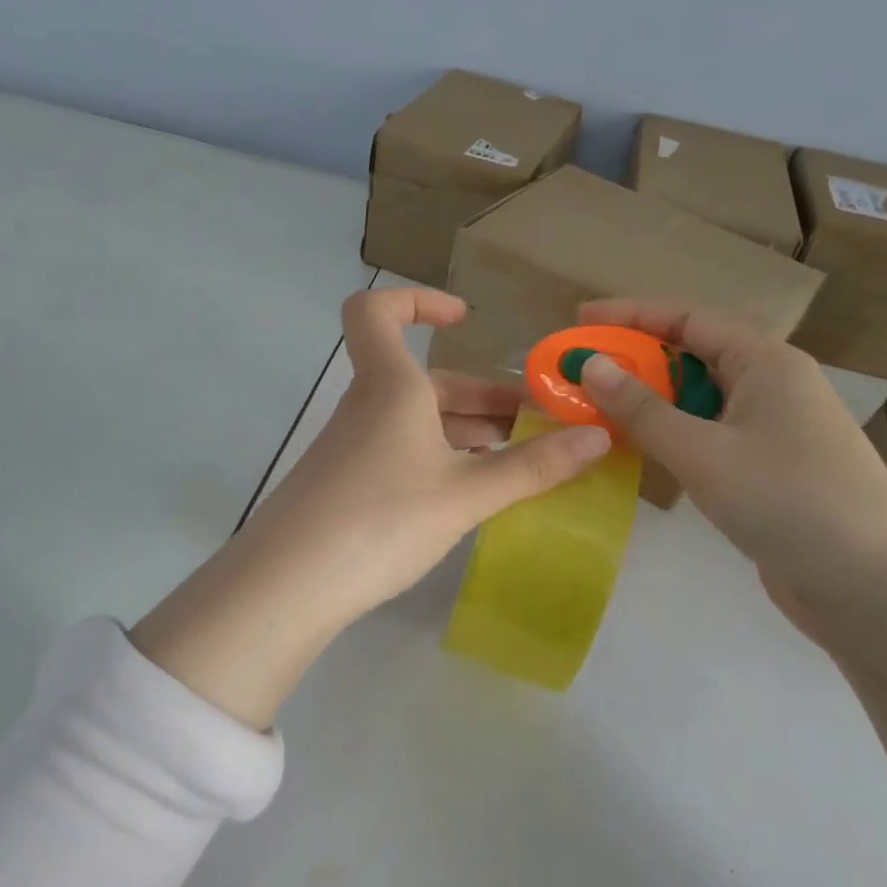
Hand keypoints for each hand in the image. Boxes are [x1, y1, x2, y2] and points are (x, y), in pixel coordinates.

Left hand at [245, 287, 612, 619]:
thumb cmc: (381, 520)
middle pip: (425, 381)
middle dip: (485, 396)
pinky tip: (473, 494)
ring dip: (469, 432)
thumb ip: (532, 467)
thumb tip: (599, 436)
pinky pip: (403, 454)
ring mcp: (353, 448)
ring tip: (522, 461)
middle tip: (540, 425)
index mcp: (390, 387)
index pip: (377, 311)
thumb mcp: (465, 495)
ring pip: (417, 422)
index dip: (418, 301)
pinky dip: (442, 460)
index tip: (465, 321)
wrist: (288, 585)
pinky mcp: (347, 485)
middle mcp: (368, 407)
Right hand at [574, 300, 886, 617]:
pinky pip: (711, 436)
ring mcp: (775, 429)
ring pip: (701, 400)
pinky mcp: (772, 469)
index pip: (688, 319)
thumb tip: (591, 365)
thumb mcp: (702, 451)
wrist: (872, 583)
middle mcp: (773, 385)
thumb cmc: (787, 500)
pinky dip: (673, 436)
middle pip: (694, 355)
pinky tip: (643, 452)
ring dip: (651, 402)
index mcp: (765, 362)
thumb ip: (642, 409)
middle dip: (636, 361)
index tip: (581, 321)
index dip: (631, 316)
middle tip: (581, 374)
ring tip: (599, 411)